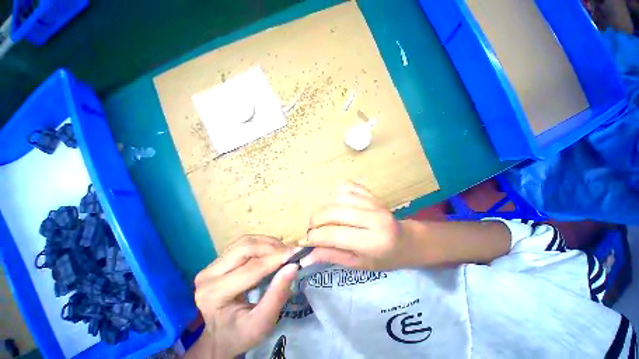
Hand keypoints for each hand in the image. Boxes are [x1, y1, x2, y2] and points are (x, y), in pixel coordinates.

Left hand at [193, 236, 298, 358]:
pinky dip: (262, 244)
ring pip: (246, 241)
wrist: (220, 336)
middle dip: (272, 247)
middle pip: (246, 247)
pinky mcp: (219, 259)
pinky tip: (272, 251)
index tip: (297, 252)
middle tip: (291, 253)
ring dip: (268, 243)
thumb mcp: (261, 324)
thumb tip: (293, 267)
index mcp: (214, 294)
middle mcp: (208, 274)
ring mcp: (212, 264)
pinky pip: (244, 243)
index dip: (276, 258)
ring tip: (283, 252)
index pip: (251, 268)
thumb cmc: (240, 334)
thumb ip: (277, 296)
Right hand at [299, 183, 423, 270]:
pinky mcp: (372, 194)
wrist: (408, 241)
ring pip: (338, 198)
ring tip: (327, 219)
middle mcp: (374, 218)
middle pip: (334, 212)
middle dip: (316, 220)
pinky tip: (339, 205)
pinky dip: (337, 194)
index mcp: (372, 241)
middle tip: (312, 229)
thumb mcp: (359, 264)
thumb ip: (333, 256)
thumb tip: (306, 257)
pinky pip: (347, 186)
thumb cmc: (386, 258)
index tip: (304, 241)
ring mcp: (373, 202)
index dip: (314, 237)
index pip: (334, 235)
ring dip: (326, 209)